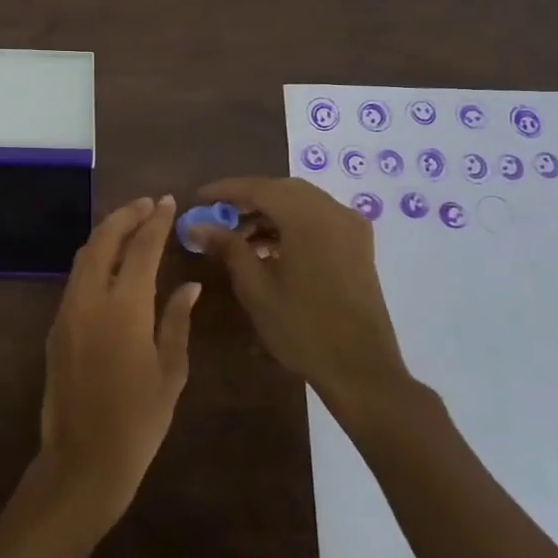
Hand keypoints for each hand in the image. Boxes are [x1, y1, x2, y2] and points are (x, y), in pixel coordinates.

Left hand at [35, 195, 199, 531]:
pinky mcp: (55, 327)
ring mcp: (67, 312)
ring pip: (84, 257)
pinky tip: (111, 264)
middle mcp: (89, 300)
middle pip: (103, 241)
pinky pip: (75, 279)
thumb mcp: (171, 371)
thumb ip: (177, 321)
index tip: (167, 201)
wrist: (83, 458)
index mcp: (124, 308)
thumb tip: (189, 286)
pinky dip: (94, 259)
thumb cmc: (139, 421)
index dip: (155, 221)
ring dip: (107, 235)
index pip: (141, 249)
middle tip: (147, 204)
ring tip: (131, 225)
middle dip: (125, 216)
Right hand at [188, 177, 412, 410]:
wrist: (360, 369)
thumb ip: (227, 247)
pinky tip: (267, 248)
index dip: (225, 190)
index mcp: (308, 218)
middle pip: (282, 190)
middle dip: (247, 198)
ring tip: (237, 236)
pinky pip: (318, 219)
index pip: (259, 188)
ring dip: (268, 212)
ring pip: (301, 203)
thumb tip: (196, 226)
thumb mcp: (256, 287)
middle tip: (216, 214)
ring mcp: (350, 228)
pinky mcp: (358, 245)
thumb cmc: (302, 328)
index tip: (197, 198)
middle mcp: (333, 212)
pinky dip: (290, 224)